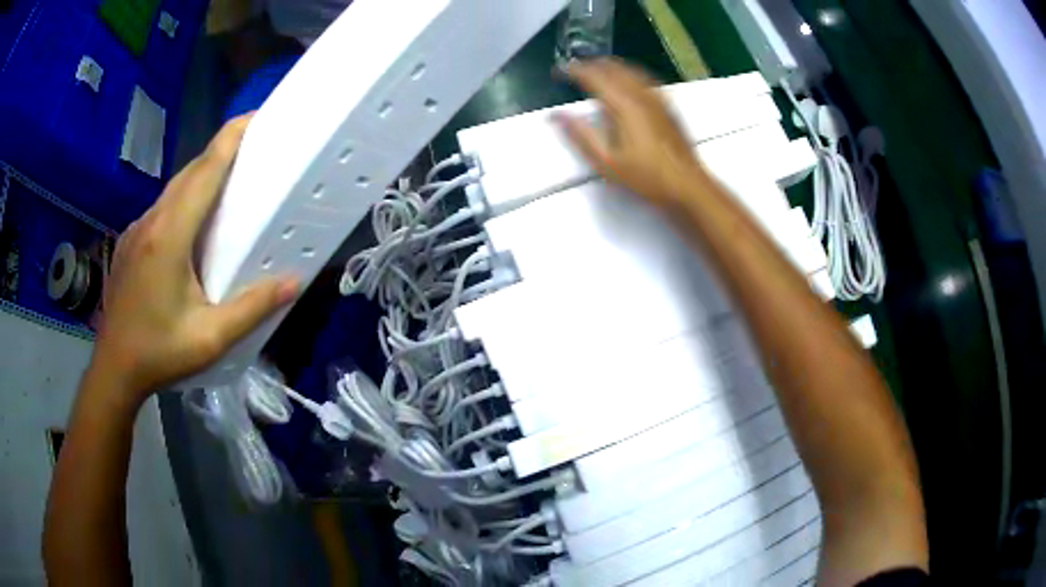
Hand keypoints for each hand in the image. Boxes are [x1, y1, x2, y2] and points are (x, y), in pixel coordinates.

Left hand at [91, 115, 297, 398]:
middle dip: (222, 149)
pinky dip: (185, 198)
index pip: (205, 171)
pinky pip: (163, 207)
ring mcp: (137, 230)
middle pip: (191, 171)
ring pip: (175, 188)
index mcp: (169, 236)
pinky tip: (194, 220)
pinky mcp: (131, 242)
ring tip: (230, 178)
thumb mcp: (209, 338)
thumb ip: (251, 308)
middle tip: (254, 144)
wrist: (114, 369)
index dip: (231, 138)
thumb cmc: (159, 353)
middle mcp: (151, 222)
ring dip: (203, 174)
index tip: (256, 116)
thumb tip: (294, 281)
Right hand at [555, 59, 710, 209]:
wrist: (688, 185)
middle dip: (590, 65)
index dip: (573, 71)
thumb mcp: (607, 163)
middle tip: (574, 71)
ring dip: (609, 67)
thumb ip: (580, 135)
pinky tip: (626, 83)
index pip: (593, 77)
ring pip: (629, 69)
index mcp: (623, 106)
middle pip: (612, 67)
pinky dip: (627, 73)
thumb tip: (556, 116)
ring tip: (595, 72)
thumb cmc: (647, 178)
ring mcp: (658, 98)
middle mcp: (641, 95)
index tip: (559, 71)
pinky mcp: (668, 105)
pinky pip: (644, 78)